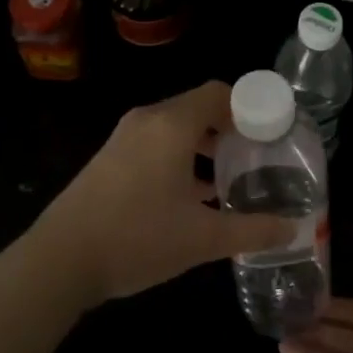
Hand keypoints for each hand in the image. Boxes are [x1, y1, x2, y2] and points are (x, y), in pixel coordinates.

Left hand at [26, 81, 295, 307]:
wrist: (61, 259)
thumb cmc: (138, 238)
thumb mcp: (202, 239)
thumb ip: (251, 230)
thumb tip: (292, 230)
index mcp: (172, 125)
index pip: (218, 93)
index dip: (248, 106)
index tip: (270, 131)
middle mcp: (148, 120)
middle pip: (198, 107)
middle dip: (229, 127)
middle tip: (255, 155)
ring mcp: (125, 137)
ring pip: (175, 126)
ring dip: (203, 144)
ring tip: (229, 176)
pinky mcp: (110, 157)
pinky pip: (155, 142)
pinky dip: (179, 155)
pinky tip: (192, 194)